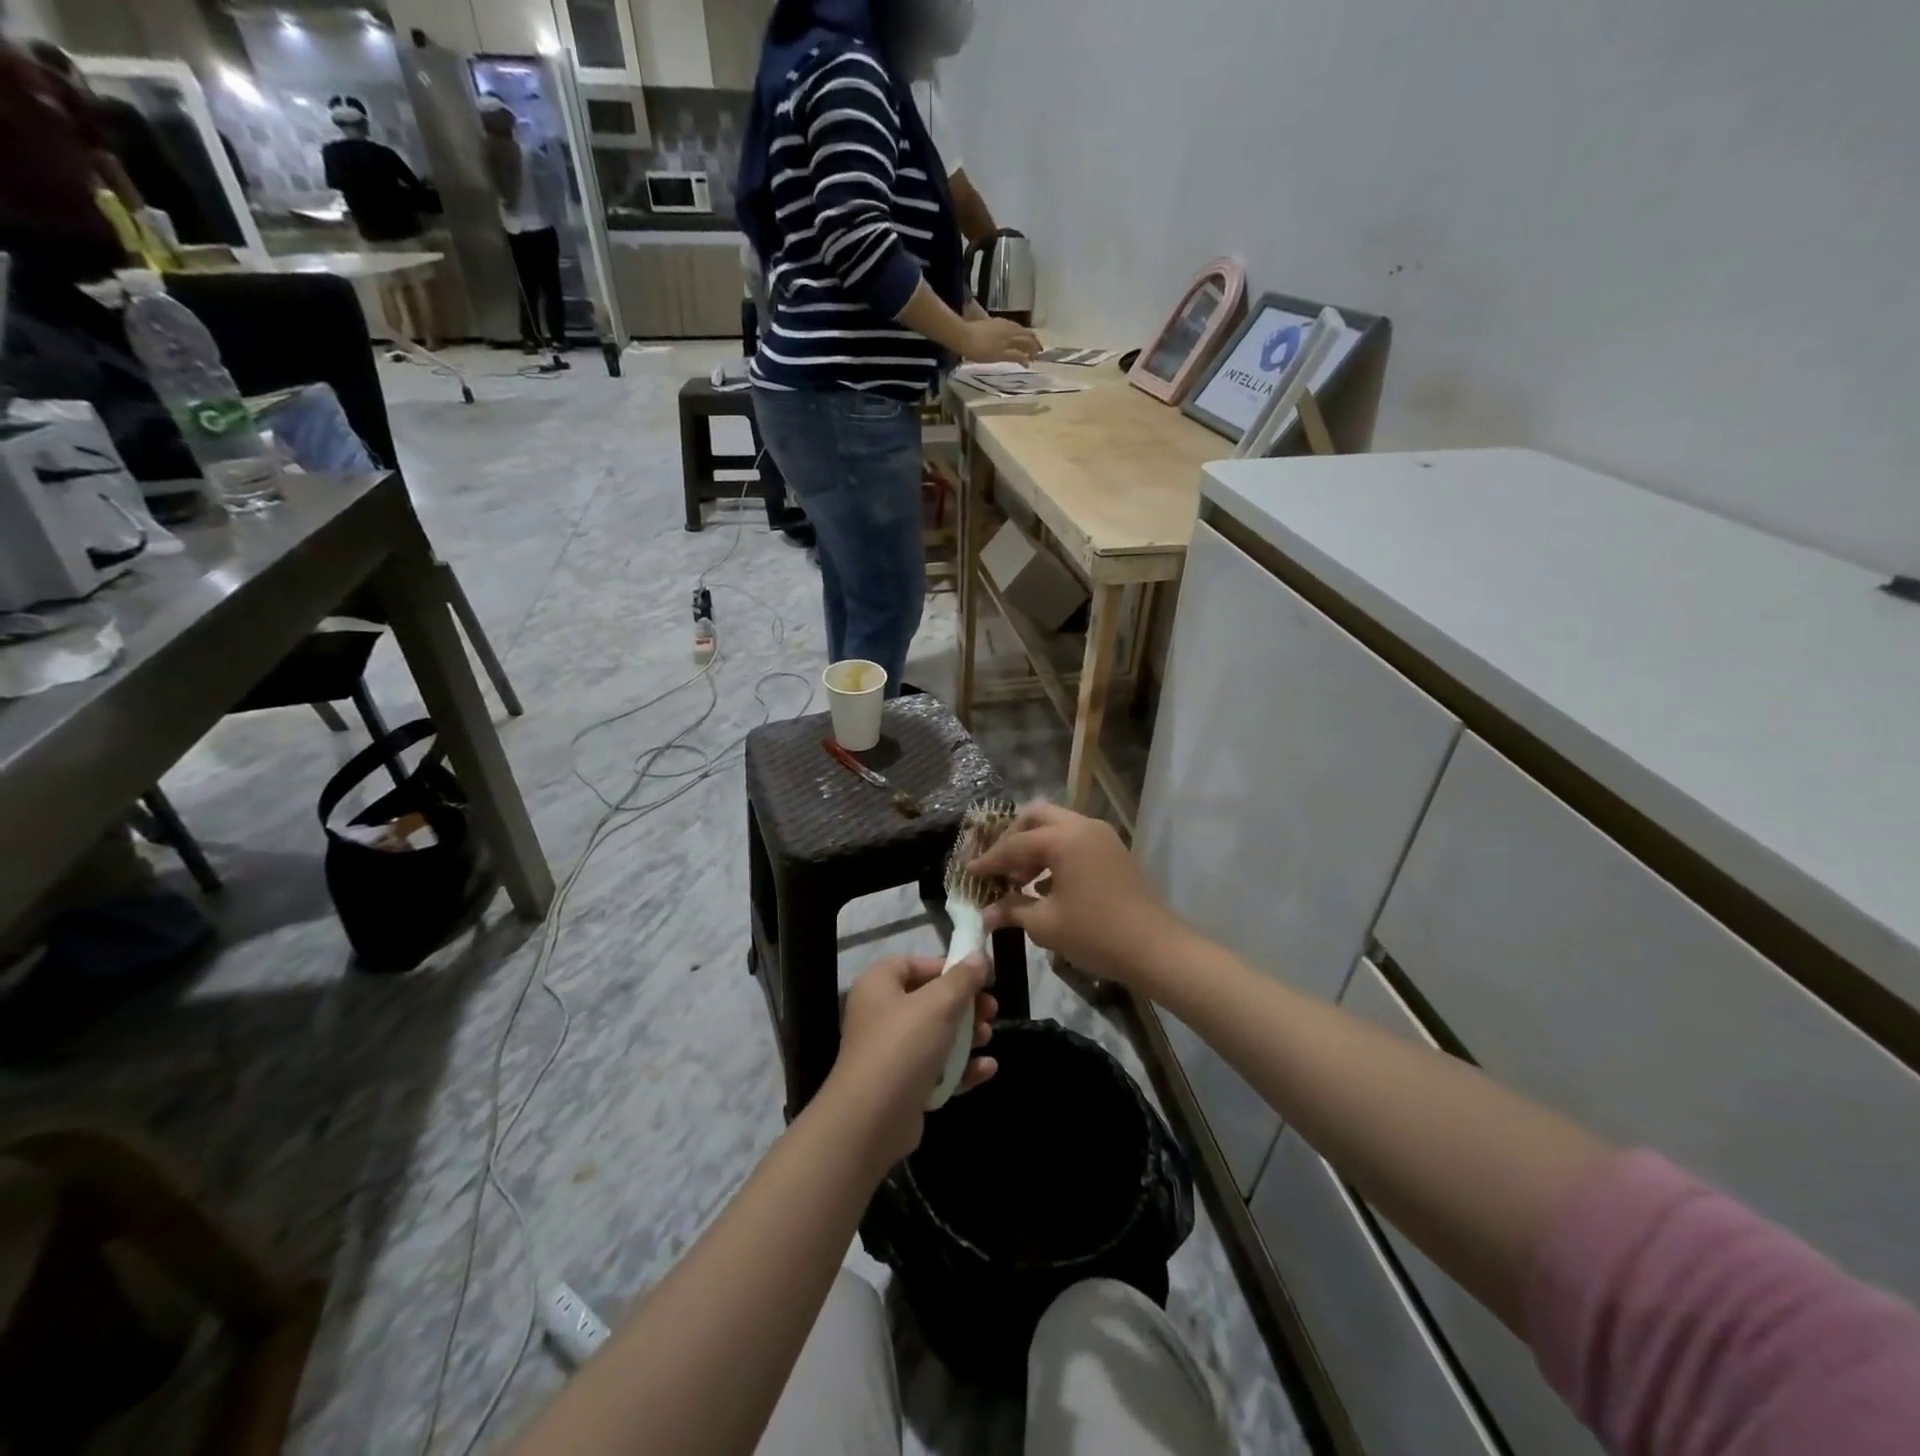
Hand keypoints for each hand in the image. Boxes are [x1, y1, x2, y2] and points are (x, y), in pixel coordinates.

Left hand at [827, 955, 997, 1172]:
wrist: (871, 1120)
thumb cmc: (903, 1046)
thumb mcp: (939, 1004)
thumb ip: (962, 979)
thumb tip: (979, 956)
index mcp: (879, 985)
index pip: (914, 964)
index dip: (946, 967)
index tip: (978, 976)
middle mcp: (881, 1014)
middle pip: (930, 1001)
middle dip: (965, 1005)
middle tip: (991, 1010)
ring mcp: (891, 1053)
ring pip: (936, 1036)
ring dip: (967, 1036)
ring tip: (988, 1037)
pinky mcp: (903, 1086)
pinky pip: (937, 1069)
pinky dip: (961, 1068)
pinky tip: (987, 1069)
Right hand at [960, 317, 1041, 364]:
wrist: (964, 335)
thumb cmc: (969, 330)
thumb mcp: (984, 326)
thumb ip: (992, 330)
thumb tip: (992, 335)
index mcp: (1003, 323)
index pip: (1020, 329)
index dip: (1028, 335)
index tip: (1032, 341)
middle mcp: (1007, 330)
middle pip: (1027, 335)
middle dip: (1034, 343)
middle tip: (1038, 352)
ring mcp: (1006, 341)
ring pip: (1025, 344)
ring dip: (1032, 352)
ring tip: (1035, 358)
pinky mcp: (1002, 352)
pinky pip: (1017, 355)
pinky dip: (1024, 360)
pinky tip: (1027, 364)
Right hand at [971, 802, 1184, 986]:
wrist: (1155, 949)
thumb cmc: (1095, 934)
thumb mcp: (1045, 924)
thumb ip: (1012, 911)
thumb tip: (985, 915)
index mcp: (1064, 839)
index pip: (1015, 844)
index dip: (990, 860)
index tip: (969, 872)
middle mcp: (1083, 827)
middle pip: (1037, 817)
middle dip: (1013, 837)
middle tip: (998, 865)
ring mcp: (1102, 837)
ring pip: (1058, 826)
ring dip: (1035, 846)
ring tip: (1020, 880)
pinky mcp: (1113, 852)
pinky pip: (1075, 840)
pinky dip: (1055, 853)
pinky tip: (1045, 885)